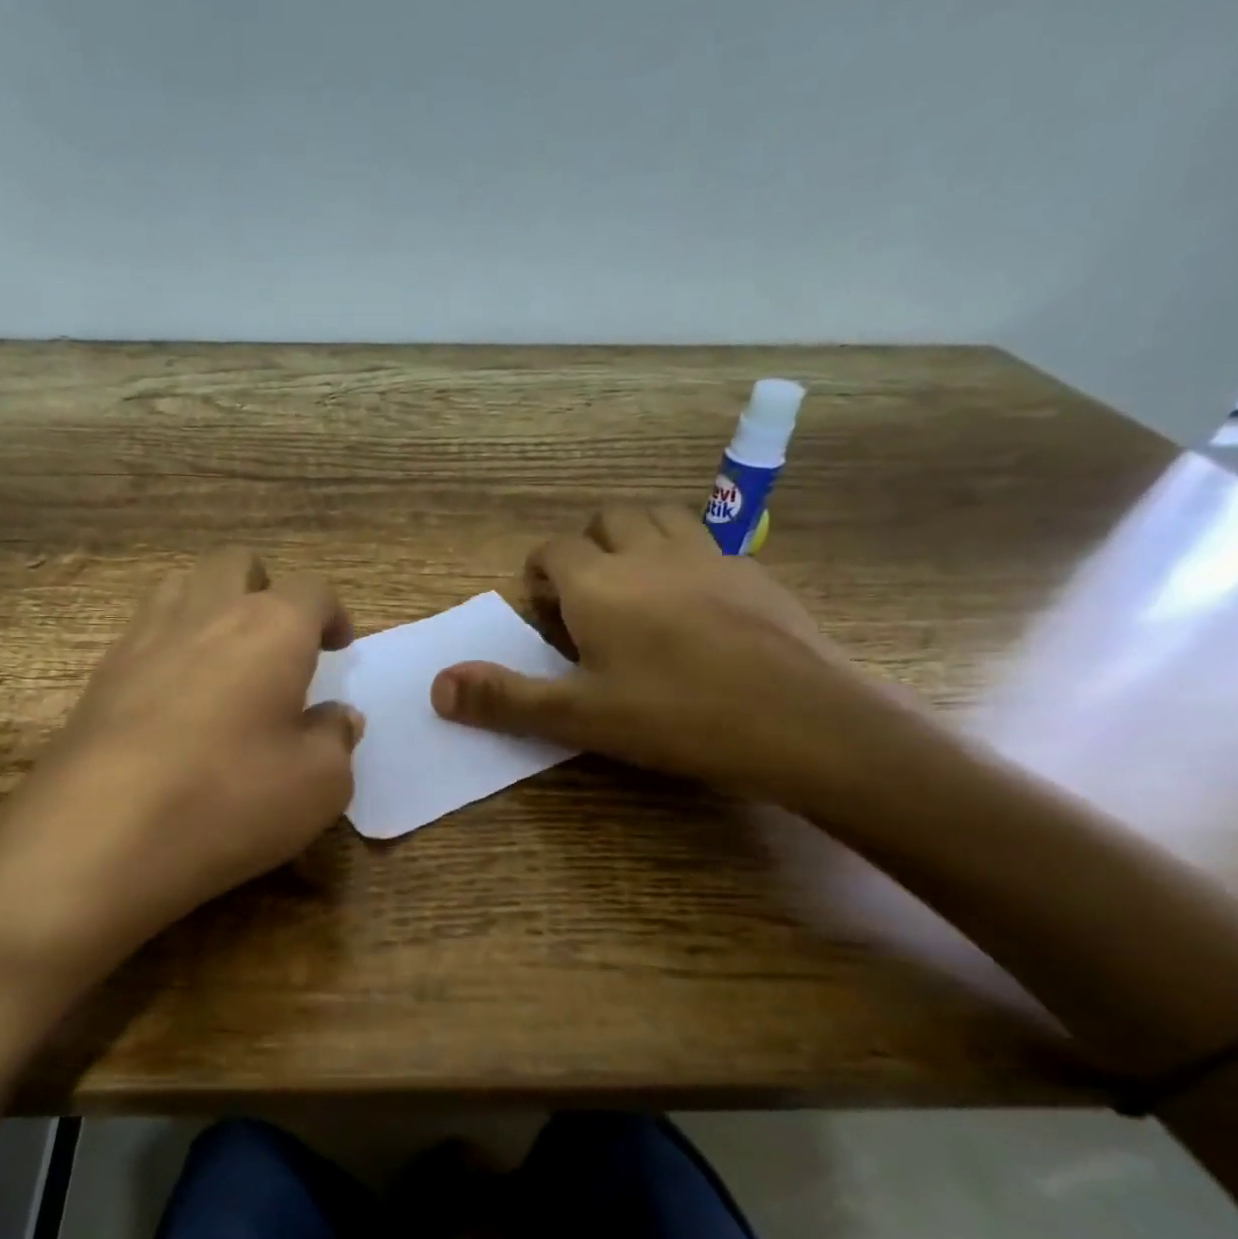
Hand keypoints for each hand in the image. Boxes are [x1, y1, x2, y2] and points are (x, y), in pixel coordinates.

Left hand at [0, 549, 361, 996]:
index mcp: (271, 628)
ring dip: (212, 606)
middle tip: (279, 640)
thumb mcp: (318, 785)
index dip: (332, 614)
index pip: (311, 591)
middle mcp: (206, 614)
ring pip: (182, 586)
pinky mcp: (101, 675)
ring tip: (226, 657)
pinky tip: (176, 698)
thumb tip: (337, 717)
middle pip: (236, 564)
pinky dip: (170, 646)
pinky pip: (144, 633)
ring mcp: (144, 638)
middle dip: (265, 588)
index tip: (338, 646)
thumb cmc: (230, 799)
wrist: (99, 834)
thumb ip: (336, 740)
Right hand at [431, 504, 874, 799]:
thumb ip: (505, 698)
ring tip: (635, 588)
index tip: (542, 609)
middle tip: (584, 596)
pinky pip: (708, 544)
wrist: (801, 720)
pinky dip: (685, 558)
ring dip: (636, 539)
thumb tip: (436, 686)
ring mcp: (708, 556)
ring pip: (661, 518)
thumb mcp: (579, 716)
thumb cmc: (676, 716)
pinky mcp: (754, 572)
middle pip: (608, 518)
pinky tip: (695, 606)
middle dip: (586, 545)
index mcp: (599, 582)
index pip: (554, 549)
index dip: (540, 572)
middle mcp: (650, 553)